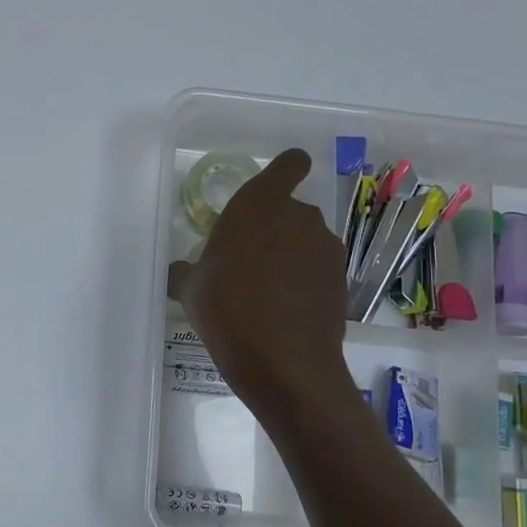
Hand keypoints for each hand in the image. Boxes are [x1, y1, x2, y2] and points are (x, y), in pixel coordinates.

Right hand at [168, 148, 354, 421]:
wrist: (283, 362)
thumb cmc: (226, 310)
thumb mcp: (191, 288)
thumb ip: (191, 268)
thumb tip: (185, 270)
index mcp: (259, 205)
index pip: (290, 164)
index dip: (285, 172)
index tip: (270, 193)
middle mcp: (299, 216)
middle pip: (291, 210)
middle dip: (274, 230)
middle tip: (248, 263)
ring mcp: (326, 248)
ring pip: (306, 241)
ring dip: (290, 258)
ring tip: (266, 294)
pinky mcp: (341, 279)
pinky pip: (317, 270)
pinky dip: (305, 283)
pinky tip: (285, 313)